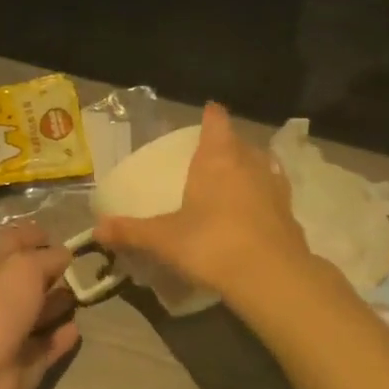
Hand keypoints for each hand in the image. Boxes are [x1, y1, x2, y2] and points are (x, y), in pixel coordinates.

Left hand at [0, 224, 80, 388]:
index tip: (58, 235)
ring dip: (59, 304)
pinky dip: (61, 337)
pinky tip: (76, 328)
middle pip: (28, 281)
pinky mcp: (26, 364)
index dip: (33, 236)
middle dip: (52, 272)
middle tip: (83, 267)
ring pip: (39, 313)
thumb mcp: (23, 268)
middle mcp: (1, 299)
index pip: (13, 245)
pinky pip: (47, 346)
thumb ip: (47, 258)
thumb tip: (64, 254)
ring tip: (85, 294)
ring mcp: (12, 333)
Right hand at [95, 103, 309, 297]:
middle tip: (213, 154)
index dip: (211, 116)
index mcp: (218, 159)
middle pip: (241, 143)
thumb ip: (131, 232)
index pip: (217, 123)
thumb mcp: (163, 239)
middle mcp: (250, 165)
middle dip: (229, 145)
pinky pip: (275, 196)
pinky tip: (255, 212)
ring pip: (264, 166)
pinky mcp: (290, 216)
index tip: (208, 112)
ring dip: (252, 168)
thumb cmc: (211, 244)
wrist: (271, 277)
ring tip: (237, 178)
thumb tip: (97, 229)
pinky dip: (264, 198)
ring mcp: (275, 189)